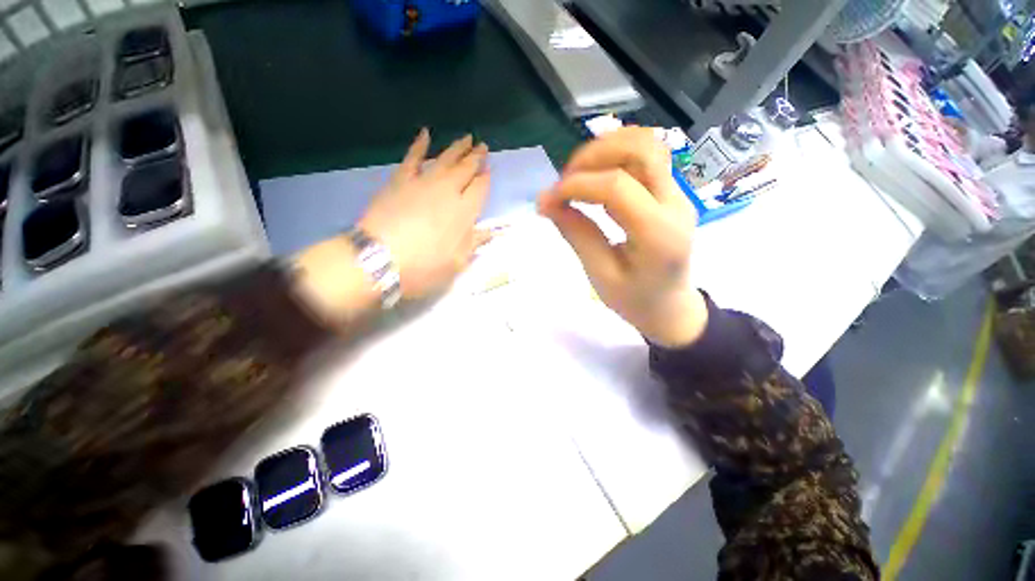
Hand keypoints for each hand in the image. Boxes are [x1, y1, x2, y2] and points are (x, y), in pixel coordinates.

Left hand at [361, 129, 491, 298]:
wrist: (380, 259)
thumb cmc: (424, 266)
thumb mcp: (456, 262)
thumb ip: (475, 242)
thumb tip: (493, 232)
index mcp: (464, 212)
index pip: (480, 188)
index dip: (485, 179)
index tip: (488, 171)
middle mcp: (448, 191)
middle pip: (466, 169)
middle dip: (476, 157)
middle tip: (483, 146)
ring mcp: (423, 182)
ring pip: (445, 159)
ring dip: (458, 148)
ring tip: (467, 138)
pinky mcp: (401, 180)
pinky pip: (412, 158)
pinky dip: (419, 144)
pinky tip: (425, 133)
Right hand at [537, 127, 707, 347]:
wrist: (672, 308)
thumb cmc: (636, 301)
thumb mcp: (600, 275)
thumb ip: (577, 234)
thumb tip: (547, 202)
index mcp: (658, 234)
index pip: (616, 187)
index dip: (576, 185)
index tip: (548, 200)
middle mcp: (675, 204)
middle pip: (639, 149)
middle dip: (592, 156)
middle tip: (564, 182)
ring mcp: (678, 194)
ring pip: (646, 143)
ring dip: (605, 149)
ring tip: (578, 175)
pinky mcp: (671, 192)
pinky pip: (646, 156)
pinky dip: (615, 155)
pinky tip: (595, 175)